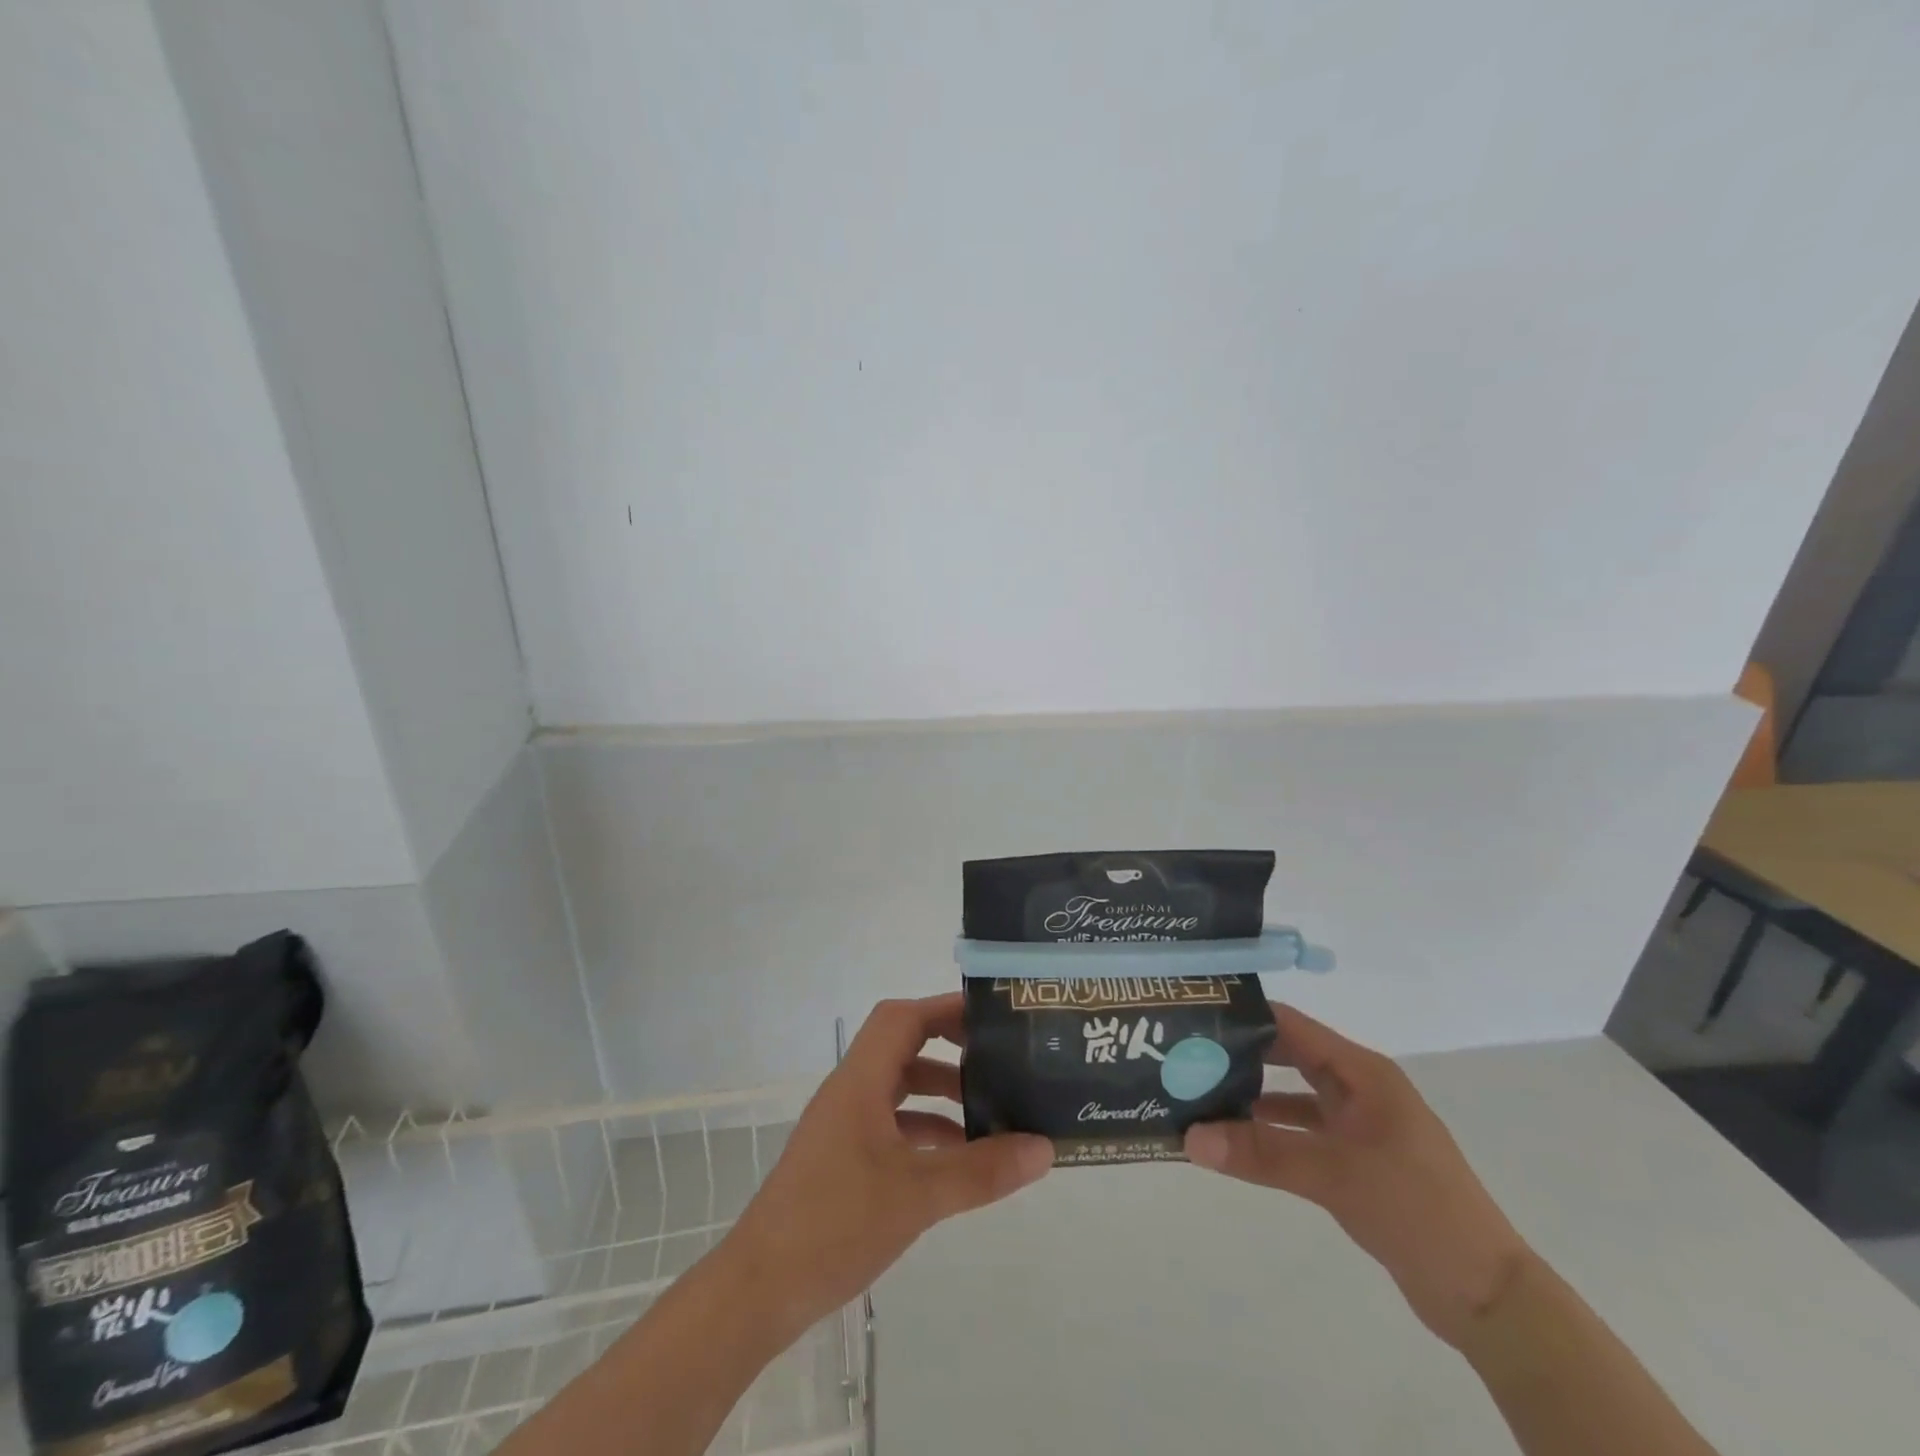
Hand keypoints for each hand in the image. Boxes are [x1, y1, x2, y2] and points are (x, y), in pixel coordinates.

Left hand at [723, 994, 1053, 1341]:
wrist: (760, 1290)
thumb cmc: (835, 1223)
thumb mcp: (917, 1196)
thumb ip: (981, 1170)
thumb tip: (1044, 1147)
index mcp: (860, 1081)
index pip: (903, 1018)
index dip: (945, 1009)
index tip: (990, 1018)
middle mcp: (850, 1091)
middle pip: (902, 1047)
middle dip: (949, 1049)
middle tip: (996, 1061)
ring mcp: (844, 1125)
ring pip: (898, 1088)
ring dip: (939, 1093)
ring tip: (989, 1112)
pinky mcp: (842, 1158)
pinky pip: (891, 1124)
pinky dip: (924, 1130)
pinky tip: (956, 1158)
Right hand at [1185, 1004, 1532, 1348]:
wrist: (1487, 1297)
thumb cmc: (1417, 1210)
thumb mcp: (1334, 1175)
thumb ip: (1260, 1153)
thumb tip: (1187, 1137)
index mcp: (1362, 1073)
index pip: (1291, 1026)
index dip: (1244, 1016)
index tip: (1194, 1015)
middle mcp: (1359, 1089)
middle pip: (1288, 1056)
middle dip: (1240, 1056)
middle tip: (1185, 1055)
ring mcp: (1359, 1126)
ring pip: (1292, 1096)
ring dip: (1251, 1097)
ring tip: (1198, 1095)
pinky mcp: (1356, 1161)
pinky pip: (1301, 1133)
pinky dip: (1269, 1133)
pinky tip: (1234, 1140)